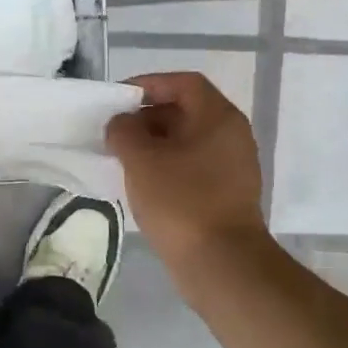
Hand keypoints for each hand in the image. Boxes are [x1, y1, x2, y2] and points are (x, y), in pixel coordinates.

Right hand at [108, 72, 269, 266]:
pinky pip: (191, 167)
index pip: (183, 83)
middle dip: (147, 118)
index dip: (149, 84)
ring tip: (121, 159)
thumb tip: (122, 123)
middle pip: (185, 111)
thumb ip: (124, 131)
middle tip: (115, 133)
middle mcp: (231, 136)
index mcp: (219, 117)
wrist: (221, 264)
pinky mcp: (226, 194)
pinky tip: (141, 184)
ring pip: (186, 142)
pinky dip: (166, 168)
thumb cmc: (181, 201)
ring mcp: (232, 167)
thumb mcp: (141, 160)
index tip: (118, 100)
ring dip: (153, 145)